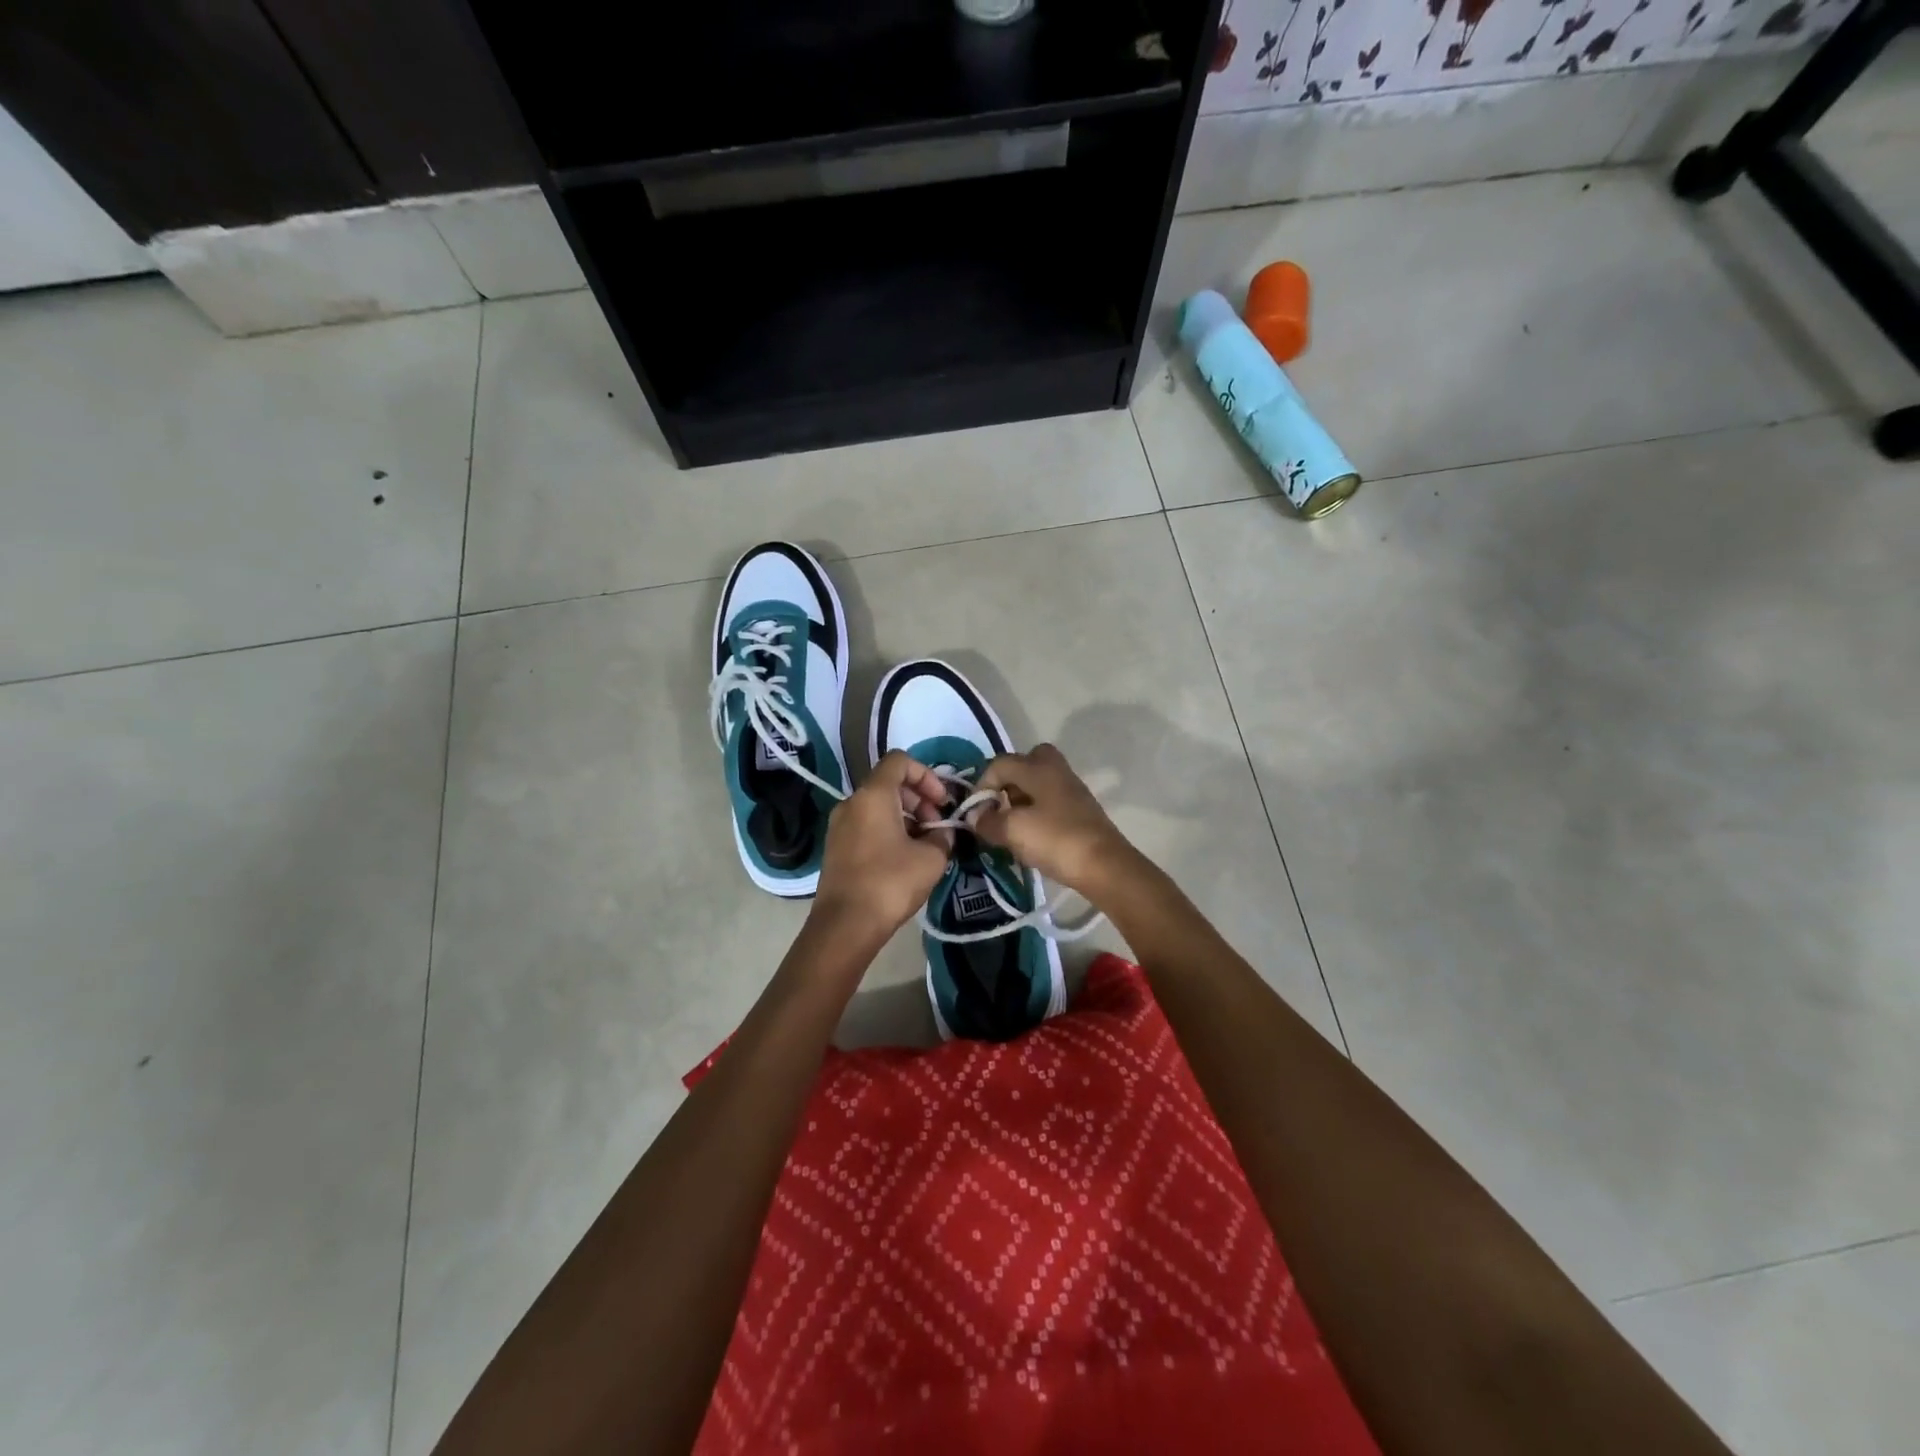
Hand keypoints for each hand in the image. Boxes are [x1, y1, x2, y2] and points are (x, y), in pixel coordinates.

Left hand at [812, 751, 952, 939]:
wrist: (845, 925)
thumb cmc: (890, 883)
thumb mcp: (931, 858)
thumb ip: (942, 836)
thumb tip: (942, 831)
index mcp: (873, 795)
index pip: (900, 761)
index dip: (927, 775)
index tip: (942, 802)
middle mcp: (851, 802)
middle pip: (889, 784)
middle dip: (919, 799)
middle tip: (937, 826)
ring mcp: (839, 825)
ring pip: (878, 806)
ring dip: (906, 818)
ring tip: (925, 846)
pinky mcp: (836, 847)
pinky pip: (866, 825)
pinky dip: (888, 831)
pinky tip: (905, 859)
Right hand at [973, 744, 1135, 897]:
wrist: (1104, 866)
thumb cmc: (1055, 840)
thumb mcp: (1012, 830)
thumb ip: (988, 821)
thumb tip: (975, 816)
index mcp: (1038, 768)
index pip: (999, 764)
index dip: (981, 786)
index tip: (976, 813)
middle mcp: (1056, 770)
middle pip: (1026, 763)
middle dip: (1007, 782)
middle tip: (1000, 807)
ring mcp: (1072, 790)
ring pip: (1039, 782)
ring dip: (1022, 799)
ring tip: (1012, 826)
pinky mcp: (1081, 810)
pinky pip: (1051, 801)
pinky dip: (1037, 812)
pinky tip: (1032, 836)